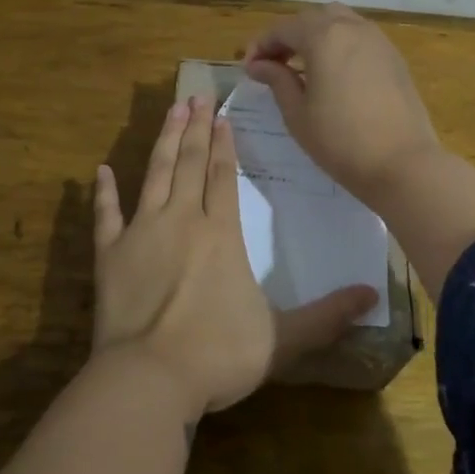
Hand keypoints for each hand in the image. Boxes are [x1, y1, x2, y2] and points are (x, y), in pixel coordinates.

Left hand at [92, 94, 377, 416]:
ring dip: (164, 141)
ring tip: (170, 111)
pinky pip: (106, 215)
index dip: (223, 142)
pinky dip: (103, 193)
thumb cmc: (219, 354)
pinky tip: (101, 171)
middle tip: (196, 95)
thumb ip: (327, 315)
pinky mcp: (109, 254)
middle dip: (195, 127)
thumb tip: (373, 296)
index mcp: (220, 232)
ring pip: (154, 174)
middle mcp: (181, 219)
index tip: (221, 115)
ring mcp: (141, 232)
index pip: (223, 174)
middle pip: (190, 163)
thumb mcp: (284, 338)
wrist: (150, 378)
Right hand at [243, 3, 442, 208]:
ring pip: (339, 22)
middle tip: (273, 64)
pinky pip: (359, 37)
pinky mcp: (394, 57)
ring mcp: (378, 40)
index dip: (261, 45)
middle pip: (312, 18)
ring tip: (303, 65)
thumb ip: (277, 80)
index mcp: (324, 36)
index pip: (283, 28)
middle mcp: (352, 28)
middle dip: (288, 36)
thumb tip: (259, 65)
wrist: (403, 164)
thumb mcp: (298, 114)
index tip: (249, 69)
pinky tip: (333, 72)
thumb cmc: (341, 141)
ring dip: (316, 35)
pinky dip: (340, 44)